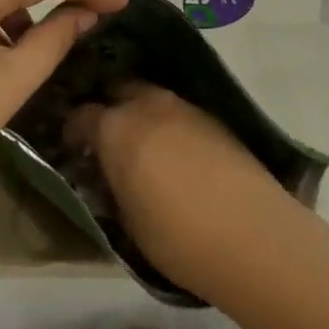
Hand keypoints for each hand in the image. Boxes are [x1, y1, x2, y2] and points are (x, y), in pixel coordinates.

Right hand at [67, 86, 289, 291]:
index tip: (74, 148)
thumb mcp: (126, 218)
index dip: (73, 131)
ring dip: (142, 113)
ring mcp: (186, 108)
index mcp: (116, 128)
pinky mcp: (216, 120)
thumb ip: (111, 183)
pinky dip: (170, 124)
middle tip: (108, 136)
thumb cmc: (177, 237)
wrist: (255, 239)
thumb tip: (108, 172)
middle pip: (119, 89)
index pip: (81, 115)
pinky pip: (180, 112)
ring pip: (152, 97)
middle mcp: (148, 106)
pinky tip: (175, 151)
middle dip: (109, 107)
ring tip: (143, 144)